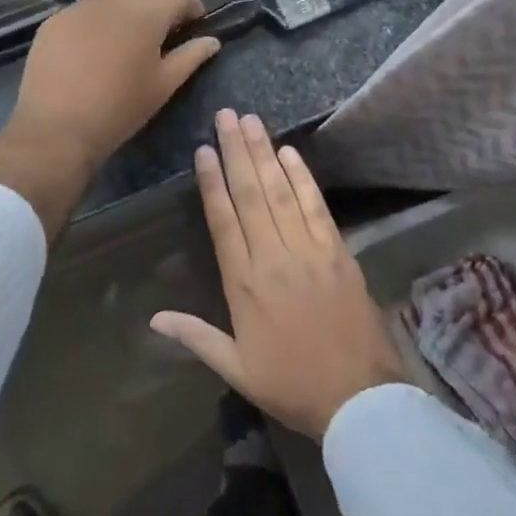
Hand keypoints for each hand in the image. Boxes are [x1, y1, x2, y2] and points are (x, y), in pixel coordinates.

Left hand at [0, 0, 219, 237]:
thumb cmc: (120, 109)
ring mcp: (80, 6)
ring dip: (127, 8)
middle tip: (161, 34)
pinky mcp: (55, 19)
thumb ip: (191, 57)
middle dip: (159, 2)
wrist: (56, 128)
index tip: (193, 26)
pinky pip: (86, 9)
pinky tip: (94, 50)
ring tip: (126, 41)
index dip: (192, 6)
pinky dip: (98, 20)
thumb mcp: (163, 85)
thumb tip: (211, 41)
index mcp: (147, 12)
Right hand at [151, 110, 404, 438]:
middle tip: (226, 115)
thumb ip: (196, 337)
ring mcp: (309, 250)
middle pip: (250, 194)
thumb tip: (154, 318)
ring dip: (265, 153)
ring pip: (280, 192)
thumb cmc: (293, 386)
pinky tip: (289, 153)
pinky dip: (302, 178)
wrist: (361, 400)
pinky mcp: (337, 252)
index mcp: (244, 284)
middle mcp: (273, 258)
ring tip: (252, 121)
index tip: (202, 149)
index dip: (211, 182)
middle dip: (236, 151)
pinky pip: (316, 206)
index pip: (223, 220)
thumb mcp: (237, 369)